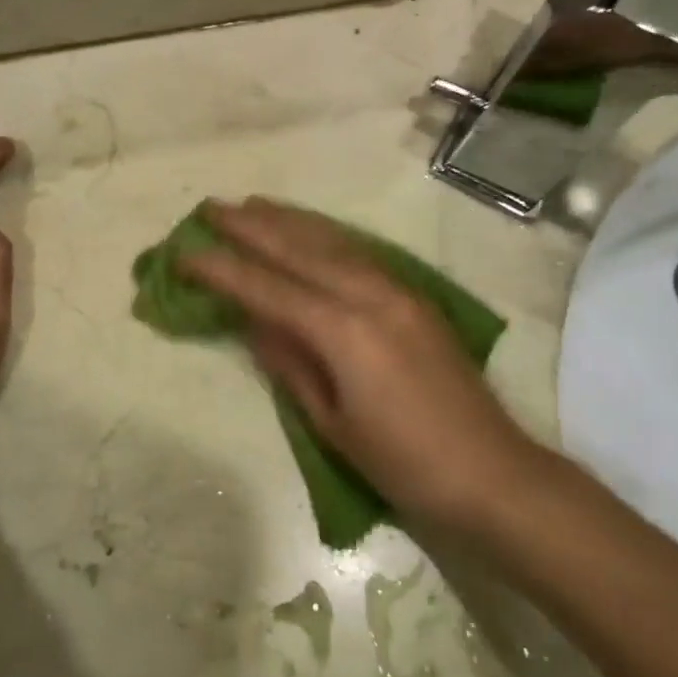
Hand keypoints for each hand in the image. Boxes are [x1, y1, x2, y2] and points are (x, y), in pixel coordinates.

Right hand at [179, 198, 543, 535]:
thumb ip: (292, 365)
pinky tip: (310, 230)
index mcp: (344, 331)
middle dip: (251, 227)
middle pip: (299, 250)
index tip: (185, 251)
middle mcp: (370, 296)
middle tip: (210, 207)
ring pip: (332, 242)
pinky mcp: (415, 297)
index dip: (223, 270)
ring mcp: (398, 291)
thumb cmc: (404, 463)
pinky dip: (326, 235)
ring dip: (288, 220)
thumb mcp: (333, 423)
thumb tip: (255, 322)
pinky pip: (359, 252)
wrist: (492, 473)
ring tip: (253, 203)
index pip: (268, 289)